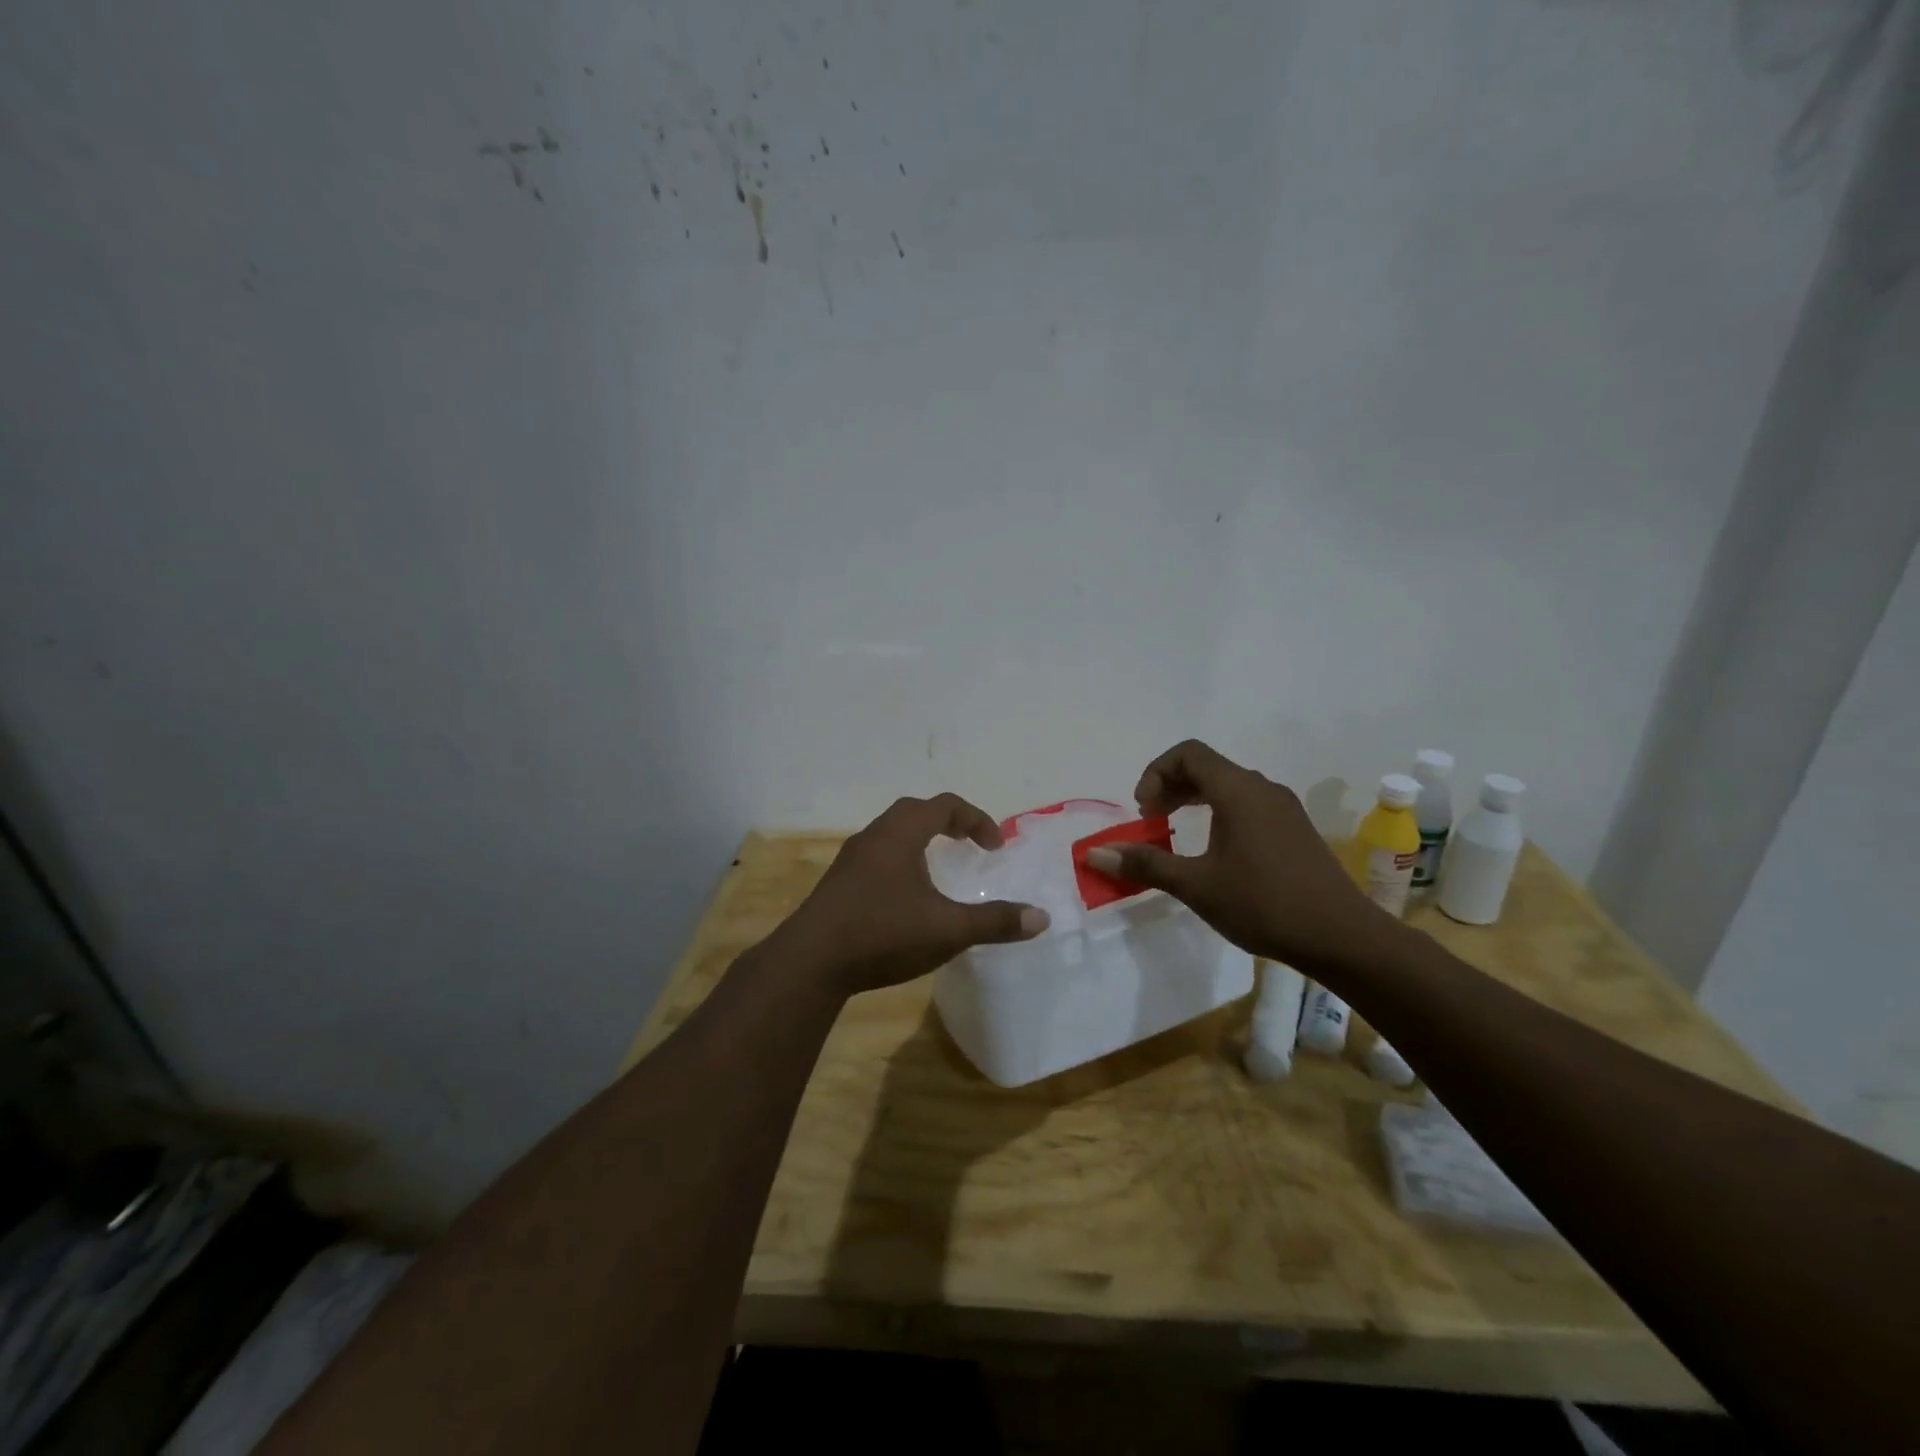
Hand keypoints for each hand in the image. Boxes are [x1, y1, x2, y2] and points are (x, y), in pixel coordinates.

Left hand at [766, 794, 1049, 997]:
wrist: (810, 961)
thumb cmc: (883, 933)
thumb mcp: (948, 930)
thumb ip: (995, 922)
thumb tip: (1041, 917)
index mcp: (902, 833)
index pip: (945, 806)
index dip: (976, 820)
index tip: (994, 847)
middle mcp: (875, 835)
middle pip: (915, 812)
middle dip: (948, 823)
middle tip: (969, 846)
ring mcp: (851, 859)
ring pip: (892, 834)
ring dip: (921, 841)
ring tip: (940, 869)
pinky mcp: (838, 882)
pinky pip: (878, 856)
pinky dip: (901, 861)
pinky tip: (907, 897)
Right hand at [1083, 740, 1393, 969]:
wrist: (1342, 937)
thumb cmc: (1263, 904)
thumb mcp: (1196, 885)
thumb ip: (1146, 864)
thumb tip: (1095, 854)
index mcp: (1238, 791)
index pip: (1188, 753)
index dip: (1156, 772)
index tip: (1144, 809)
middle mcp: (1262, 788)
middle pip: (1207, 766)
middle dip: (1171, 786)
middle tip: (1151, 819)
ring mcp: (1283, 808)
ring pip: (1229, 785)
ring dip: (1195, 800)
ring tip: (1175, 832)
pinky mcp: (1295, 829)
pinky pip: (1248, 804)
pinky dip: (1219, 813)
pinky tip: (1214, 850)